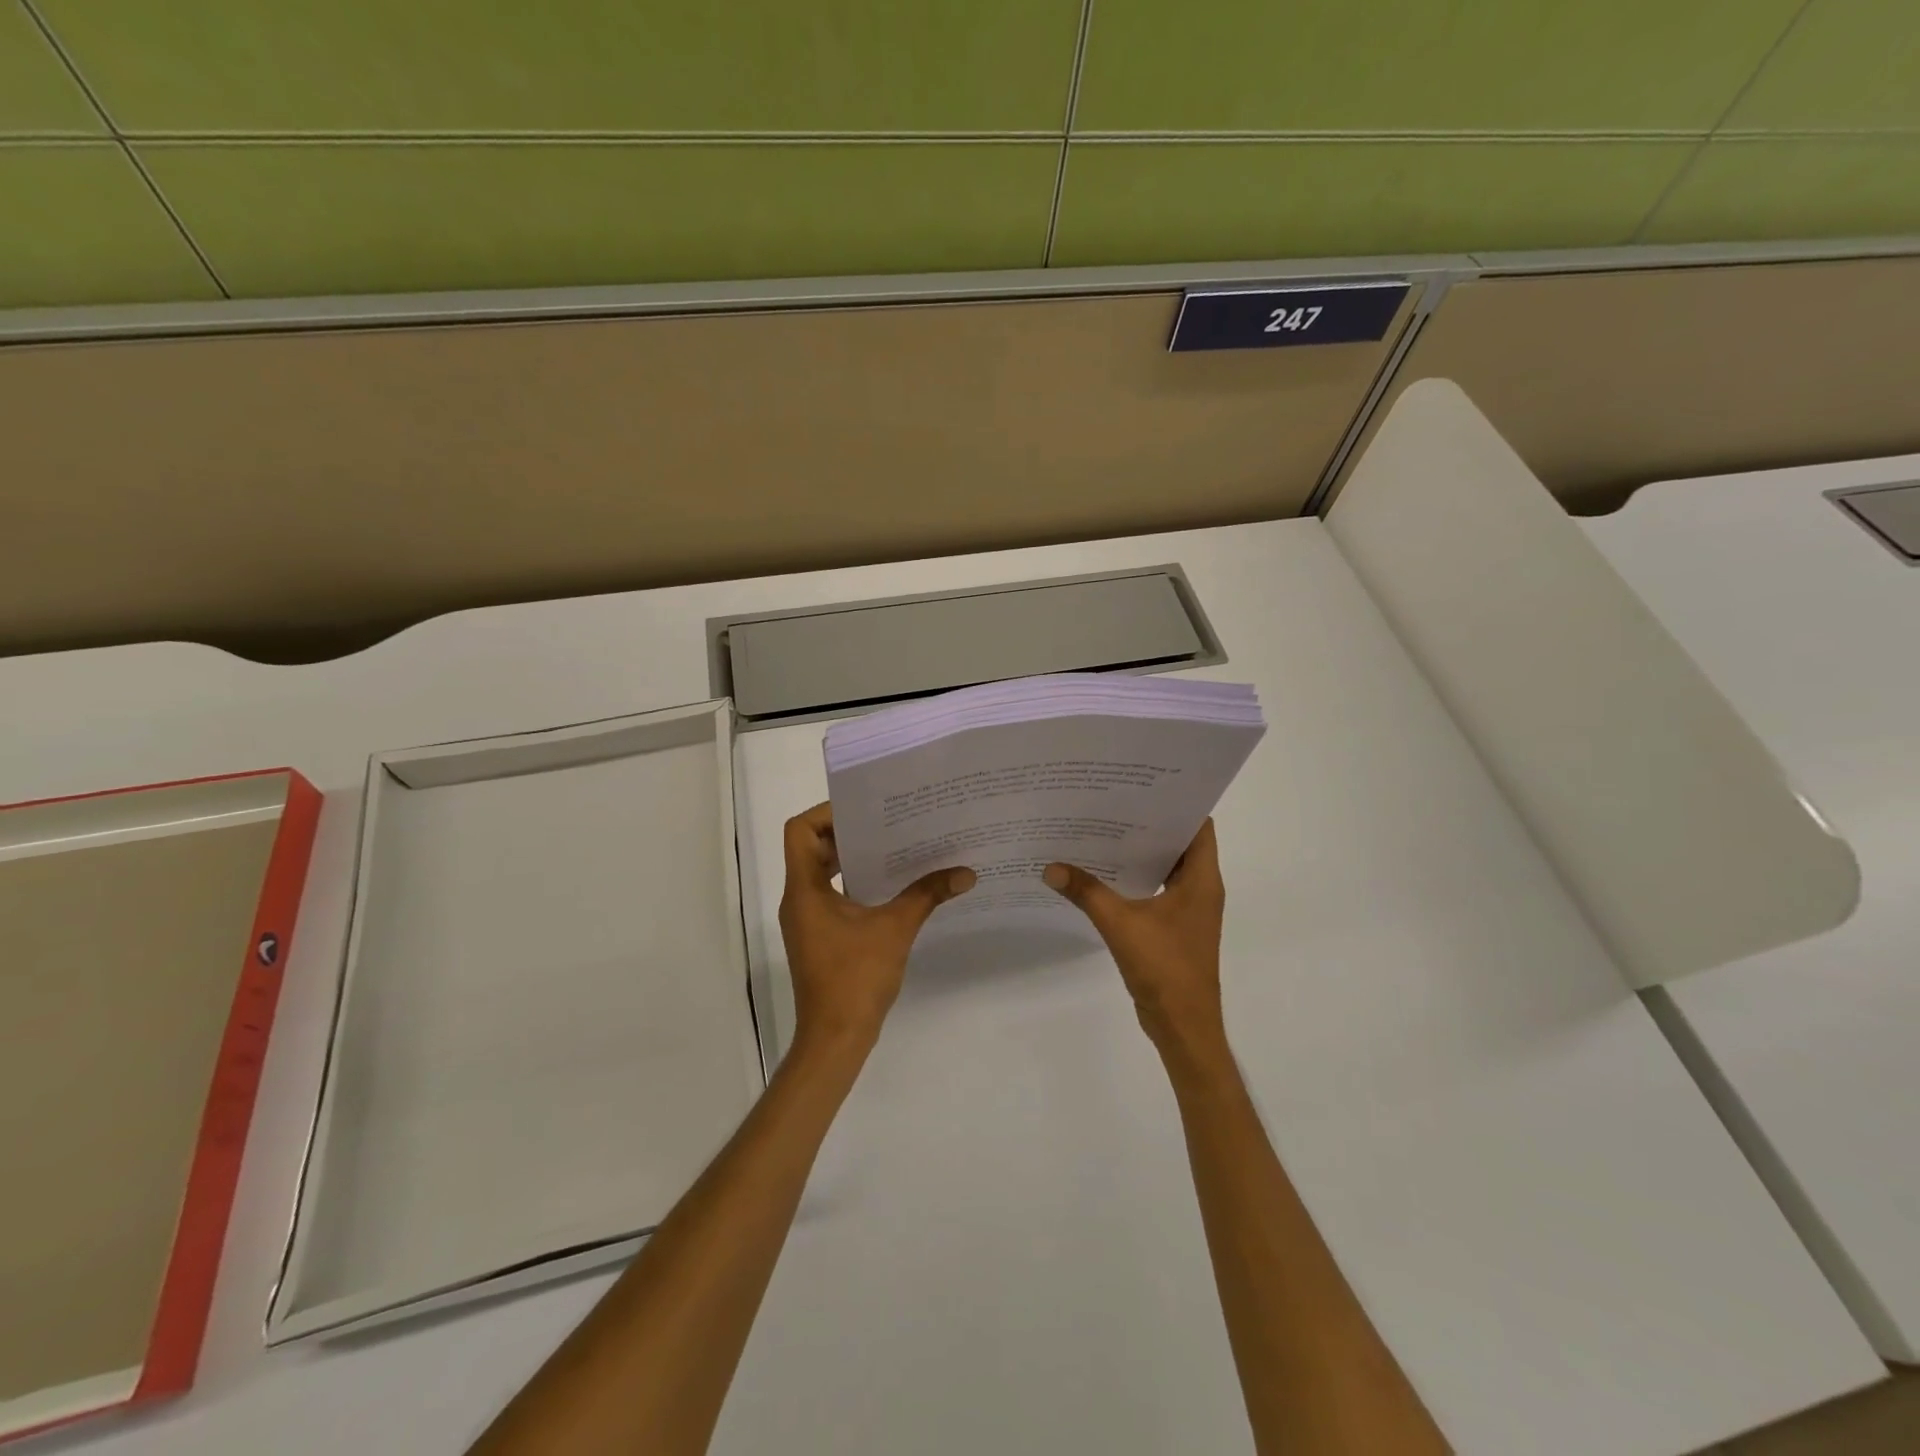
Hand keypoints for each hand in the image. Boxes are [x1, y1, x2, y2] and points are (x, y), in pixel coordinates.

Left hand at [778, 802, 975, 1057]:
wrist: (835, 1038)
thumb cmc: (856, 978)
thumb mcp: (895, 929)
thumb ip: (927, 895)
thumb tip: (965, 873)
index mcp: (805, 890)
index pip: (800, 831)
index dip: (826, 813)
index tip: (864, 811)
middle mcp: (798, 899)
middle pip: (812, 847)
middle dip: (847, 832)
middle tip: (887, 822)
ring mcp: (807, 919)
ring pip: (822, 871)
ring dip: (852, 858)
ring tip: (893, 846)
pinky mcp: (819, 936)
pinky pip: (832, 894)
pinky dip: (855, 883)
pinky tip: (890, 886)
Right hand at [1044, 820, 1226, 1057]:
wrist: (1183, 1026)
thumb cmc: (1165, 969)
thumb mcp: (1121, 924)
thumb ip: (1086, 892)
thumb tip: (1051, 867)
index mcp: (1202, 879)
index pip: (1199, 825)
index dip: (1176, 802)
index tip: (1144, 785)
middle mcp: (1201, 888)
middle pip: (1179, 842)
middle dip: (1149, 821)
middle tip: (1112, 801)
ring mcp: (1188, 908)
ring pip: (1166, 866)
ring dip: (1140, 850)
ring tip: (1102, 828)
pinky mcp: (1174, 926)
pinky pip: (1155, 888)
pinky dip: (1135, 877)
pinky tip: (1102, 871)